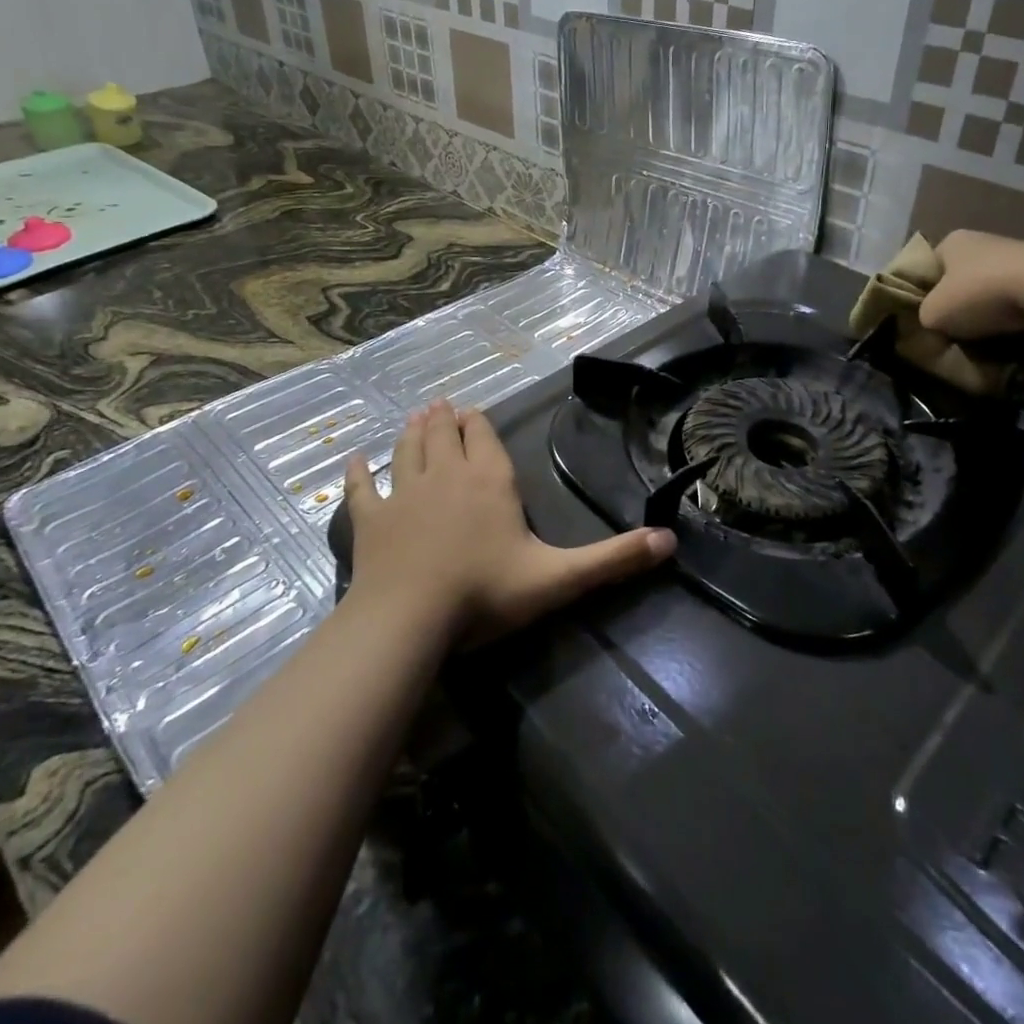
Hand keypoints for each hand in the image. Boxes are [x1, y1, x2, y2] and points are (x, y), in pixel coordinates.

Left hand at [343, 399, 674, 645]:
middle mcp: (446, 475)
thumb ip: (613, 559)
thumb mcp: (559, 578)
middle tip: (442, 405)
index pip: (484, 438)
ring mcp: (403, 494)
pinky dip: (357, 472)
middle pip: (444, 435)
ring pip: (408, 450)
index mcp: (489, 481)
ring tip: (415, 416)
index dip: (479, 424)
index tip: (473, 413)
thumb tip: (670, 541)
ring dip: (412, 432)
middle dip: (445, 419)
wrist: (410, 618)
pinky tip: (353, 459)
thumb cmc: (485, 593)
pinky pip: (361, 487)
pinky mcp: (370, 519)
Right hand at [917, 229, 1023, 340]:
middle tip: (953, 329)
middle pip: (961, 277)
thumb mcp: (933, 313)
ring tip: (986, 336)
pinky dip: (1016, 312)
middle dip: (959, 301)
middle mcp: (984, 239)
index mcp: (952, 241)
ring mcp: (1019, 253)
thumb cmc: (979, 293)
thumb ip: (925, 316)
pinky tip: (1014, 332)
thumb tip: (933, 322)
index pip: (928, 266)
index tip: (927, 315)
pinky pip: (1021, 297)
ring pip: (992, 287)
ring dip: (989, 308)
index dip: (924, 291)